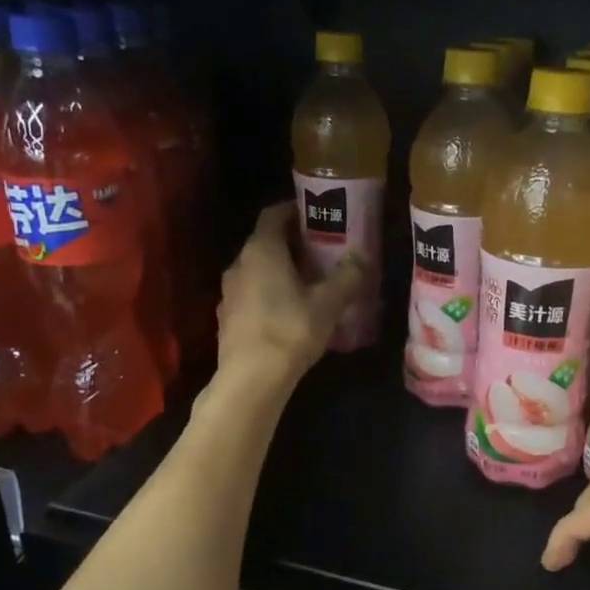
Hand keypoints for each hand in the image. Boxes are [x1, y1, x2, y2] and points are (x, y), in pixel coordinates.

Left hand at [215, 202, 364, 387]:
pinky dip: (269, 293)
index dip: (294, 210)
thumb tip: (362, 254)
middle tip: (321, 250)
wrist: (251, 380)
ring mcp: (229, 292)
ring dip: (280, 270)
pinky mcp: (227, 318)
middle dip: (292, 243)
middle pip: (266, 242)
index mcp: (262, 250)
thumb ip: (347, 275)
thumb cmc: (290, 330)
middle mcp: (239, 264)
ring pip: (257, 270)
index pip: (273, 214)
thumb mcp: (328, 303)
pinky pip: (251, 294)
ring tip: (308, 282)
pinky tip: (289, 312)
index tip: (316, 215)